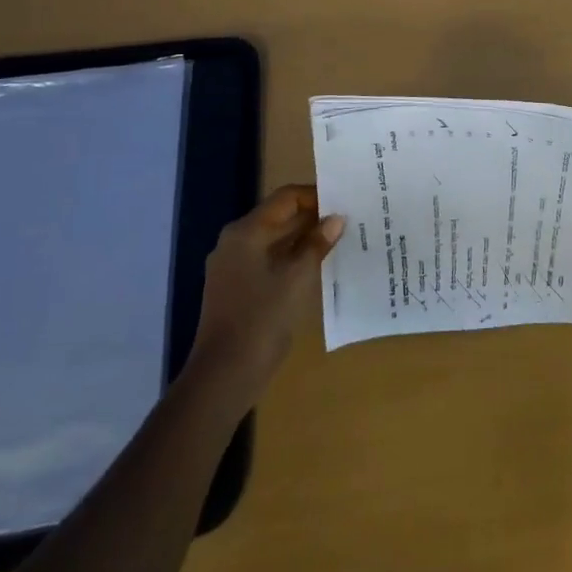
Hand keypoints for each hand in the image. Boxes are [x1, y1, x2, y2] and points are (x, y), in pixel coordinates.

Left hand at [186, 185, 343, 402]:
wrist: (224, 374)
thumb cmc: (262, 318)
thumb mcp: (298, 278)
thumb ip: (317, 244)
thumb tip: (336, 219)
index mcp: (246, 232)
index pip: (285, 198)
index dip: (315, 196)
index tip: (344, 202)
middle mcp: (235, 242)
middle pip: (279, 217)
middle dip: (312, 219)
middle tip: (346, 222)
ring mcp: (233, 266)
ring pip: (274, 241)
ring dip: (303, 241)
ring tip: (337, 243)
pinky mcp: (236, 288)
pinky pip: (268, 261)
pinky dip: (291, 259)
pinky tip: (315, 269)